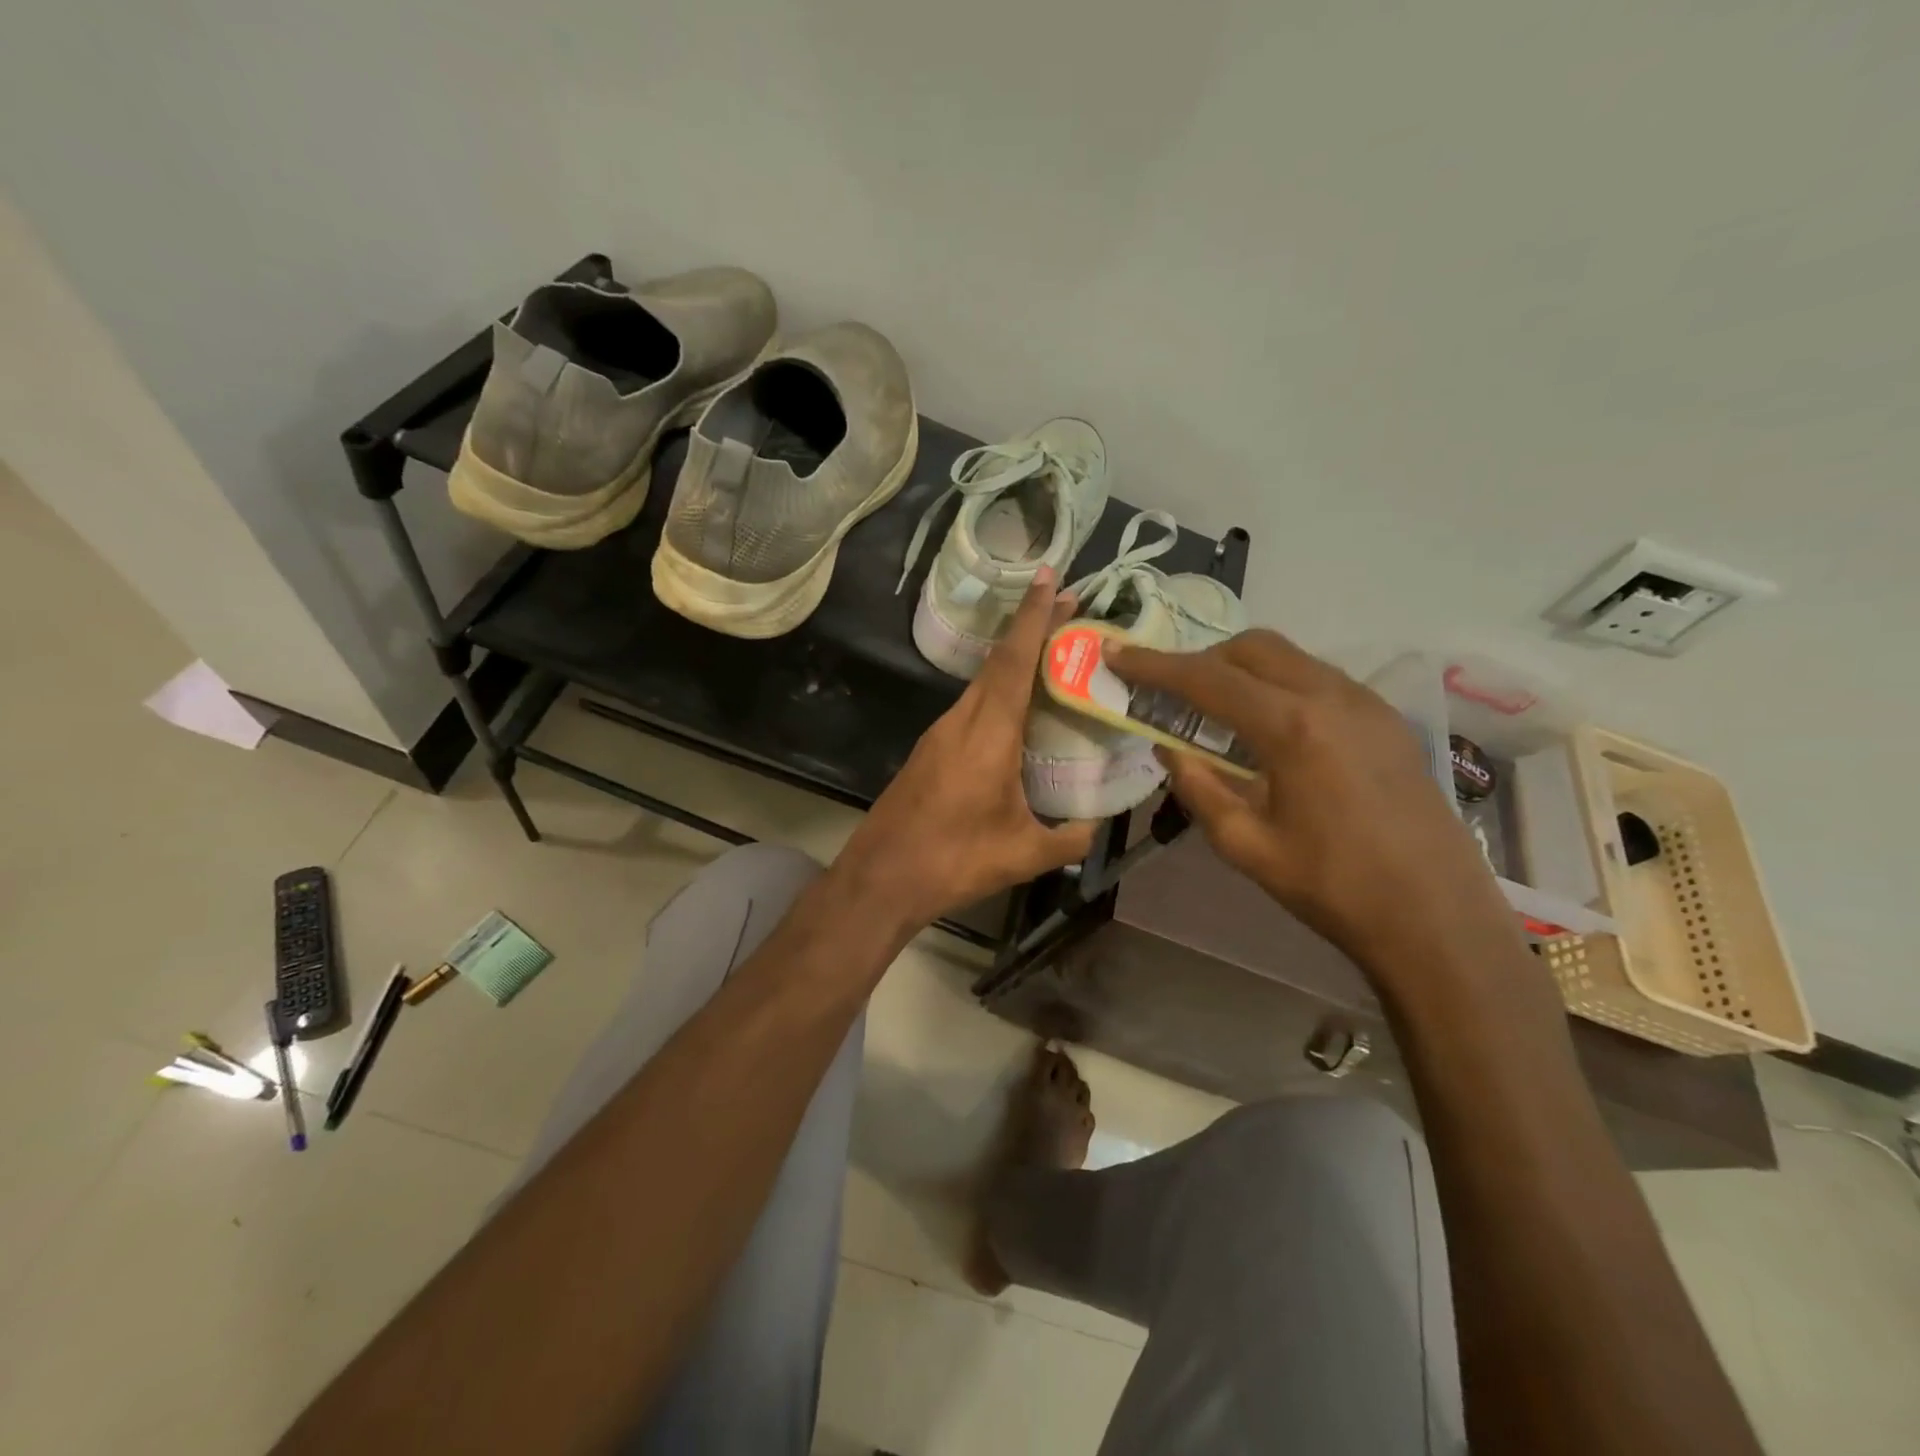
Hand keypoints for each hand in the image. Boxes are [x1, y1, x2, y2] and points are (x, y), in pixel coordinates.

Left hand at [840, 570, 1097, 930]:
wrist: (882, 877)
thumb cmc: (954, 860)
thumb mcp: (1024, 853)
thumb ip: (1070, 838)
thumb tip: (1096, 826)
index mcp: (988, 733)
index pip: (1014, 661)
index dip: (1035, 617)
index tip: (1054, 579)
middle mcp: (961, 721)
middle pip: (999, 662)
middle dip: (1032, 629)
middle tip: (1070, 608)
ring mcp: (939, 733)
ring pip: (983, 683)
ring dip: (1014, 661)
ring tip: (1051, 653)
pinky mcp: (929, 750)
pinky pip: (971, 706)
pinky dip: (998, 692)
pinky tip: (1017, 710)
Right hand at [1108, 629, 1515, 970]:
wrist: (1436, 917)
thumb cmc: (1332, 887)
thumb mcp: (1245, 844)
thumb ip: (1199, 786)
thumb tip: (1168, 748)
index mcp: (1291, 726)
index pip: (1207, 678)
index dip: (1154, 665)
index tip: (1116, 653)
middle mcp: (1331, 696)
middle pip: (1252, 648)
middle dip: (1203, 659)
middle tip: (1170, 691)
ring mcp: (1366, 703)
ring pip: (1290, 657)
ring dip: (1242, 669)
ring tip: (1215, 708)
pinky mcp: (1386, 719)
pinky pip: (1318, 678)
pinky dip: (1279, 684)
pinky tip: (1269, 727)